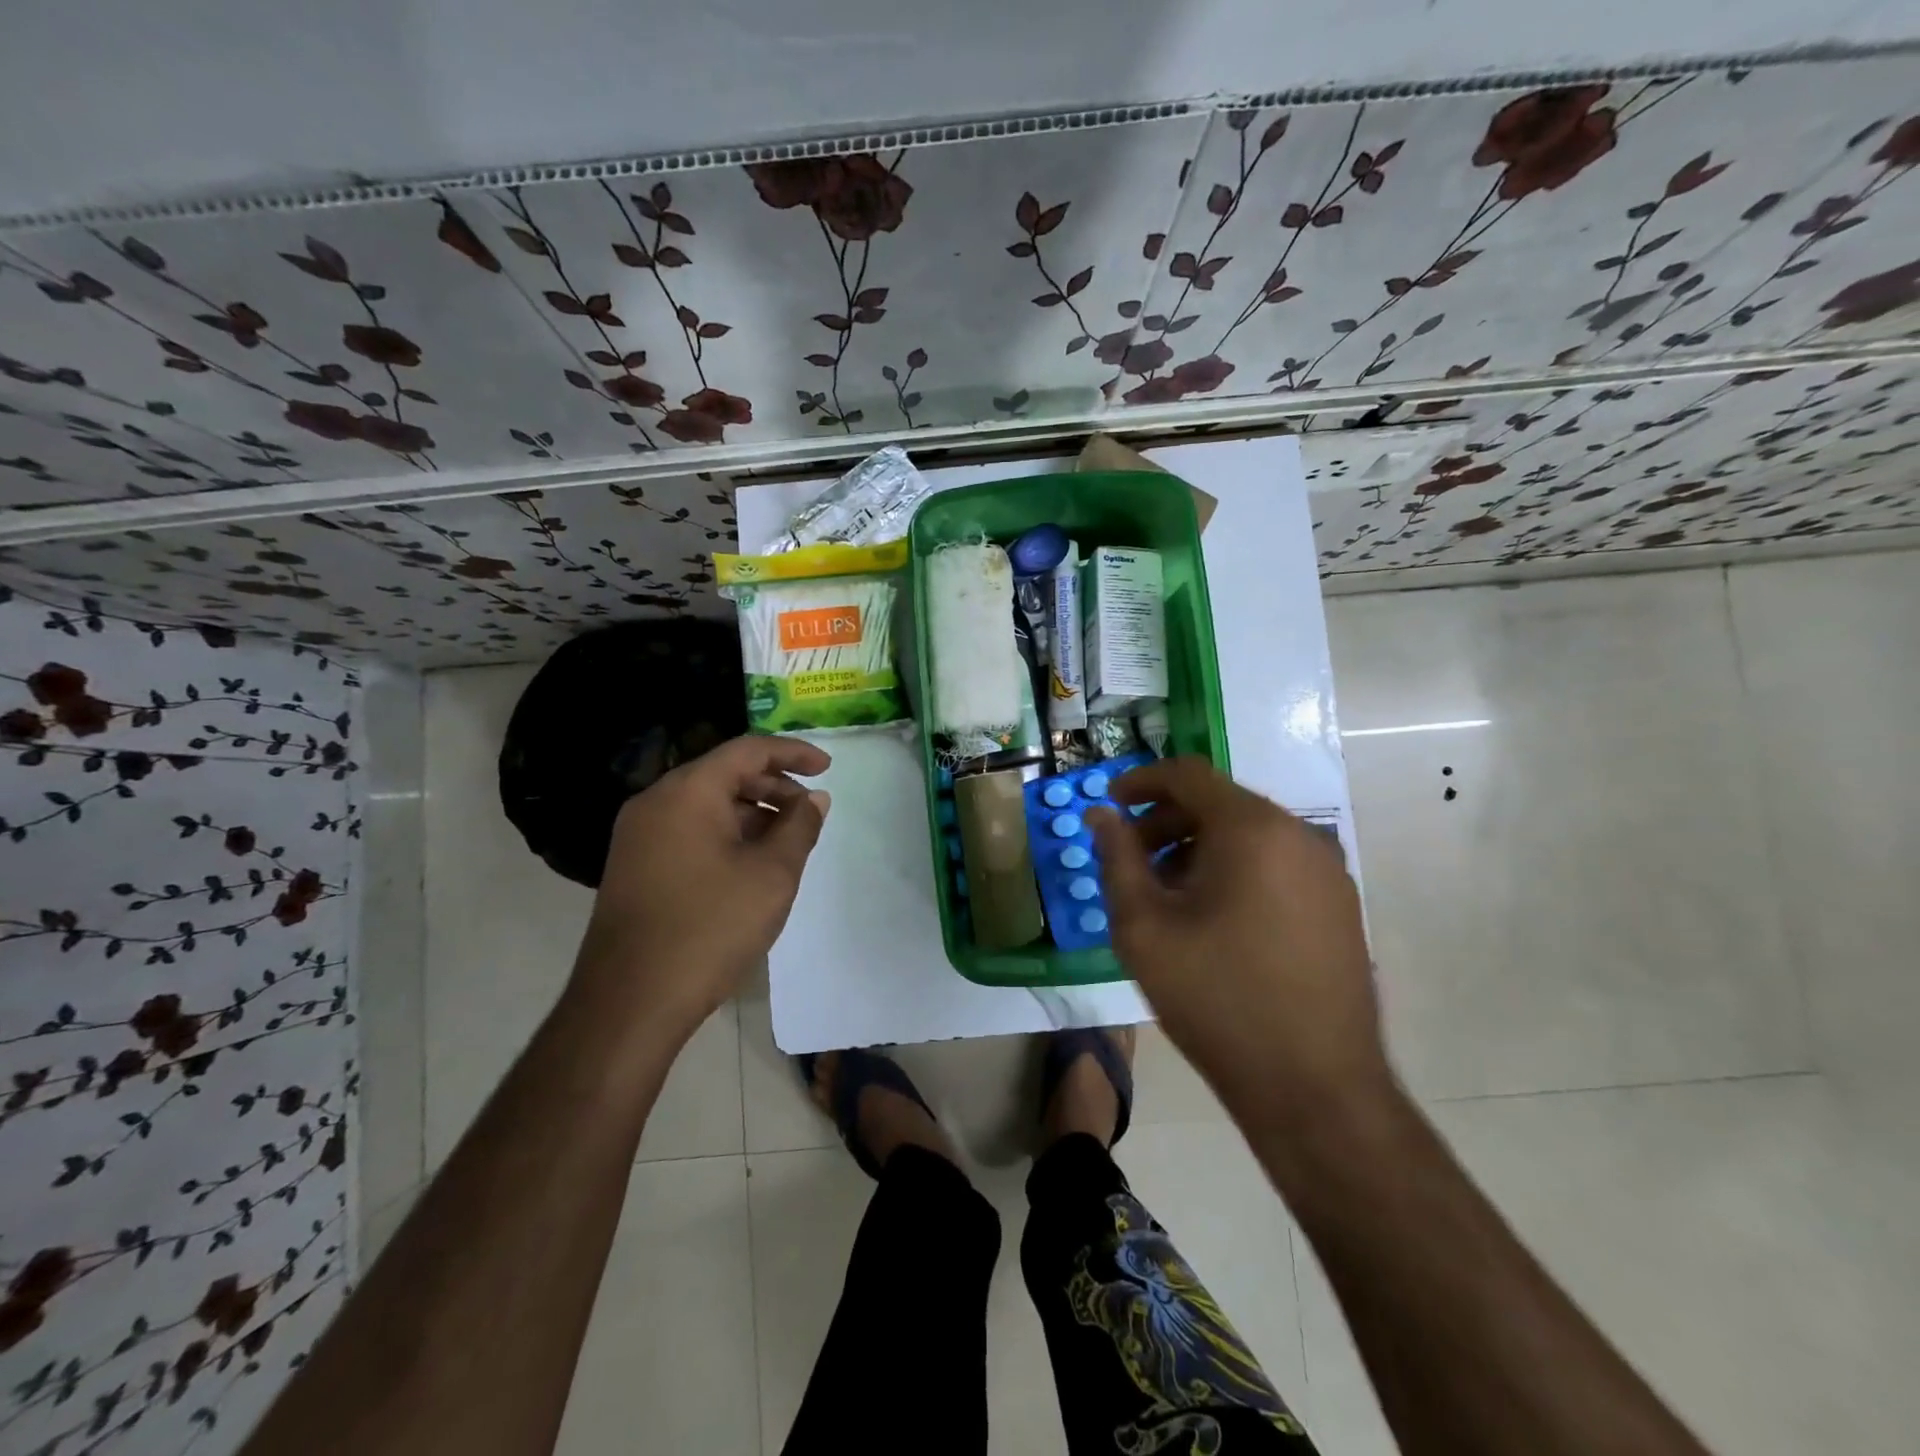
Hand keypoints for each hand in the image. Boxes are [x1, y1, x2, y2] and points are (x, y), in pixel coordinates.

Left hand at [571, 735, 830, 1043]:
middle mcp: (656, 801)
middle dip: (774, 786)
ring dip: (751, 812)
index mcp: (688, 791)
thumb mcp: (772, 875)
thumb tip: (814, 799)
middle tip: (810, 812)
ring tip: (786, 841)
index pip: (748, 749)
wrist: (630, 1001)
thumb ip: (799, 827)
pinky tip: (750, 863)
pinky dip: (725, 833)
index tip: (827, 767)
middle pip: (724, 773)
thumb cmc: (710, 928)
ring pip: (706, 803)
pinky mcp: (634, 864)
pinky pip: (688, 829)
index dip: (793, 753)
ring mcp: (639, 834)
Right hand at [1089, 757, 1389, 1123]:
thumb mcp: (1144, 927)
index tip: (1110, 804)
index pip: (1189, 774)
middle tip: (1130, 857)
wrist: (1314, 1088)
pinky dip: (1236, 868)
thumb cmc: (1216, 998)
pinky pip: (1277, 863)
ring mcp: (1328, 871)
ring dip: (1199, 846)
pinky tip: (1213, 917)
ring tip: (1167, 893)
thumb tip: (1102, 816)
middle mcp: (1300, 835)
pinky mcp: (1340, 905)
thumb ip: (1117, 860)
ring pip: (1250, 834)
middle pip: (1221, 803)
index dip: (1141, 780)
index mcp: (1253, 829)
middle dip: (1167, 820)